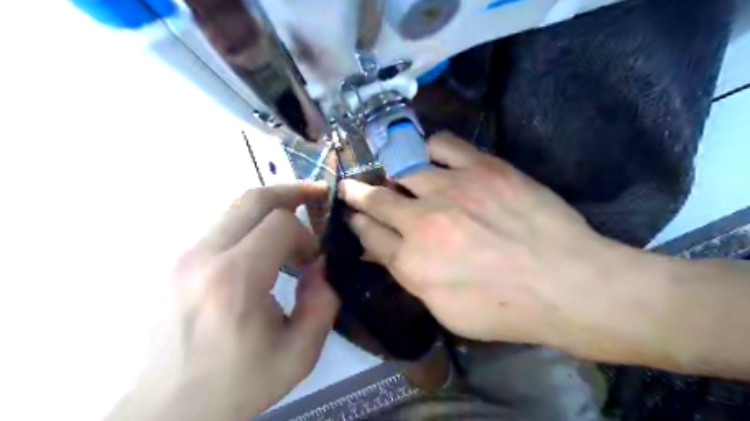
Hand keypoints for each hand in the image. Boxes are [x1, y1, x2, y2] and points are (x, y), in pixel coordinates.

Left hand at [106, 185, 336, 420]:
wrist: (168, 409)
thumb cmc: (238, 384)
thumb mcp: (299, 354)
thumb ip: (322, 303)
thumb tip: (318, 265)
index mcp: (234, 281)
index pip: (280, 224)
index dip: (306, 235)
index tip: (312, 260)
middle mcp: (203, 257)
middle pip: (253, 198)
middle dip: (292, 192)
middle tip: (317, 194)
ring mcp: (184, 256)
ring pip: (235, 207)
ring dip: (271, 208)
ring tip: (295, 220)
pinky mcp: (177, 262)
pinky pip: (222, 225)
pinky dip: (251, 223)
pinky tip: (265, 244)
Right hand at [340, 132, 621, 346]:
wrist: (566, 284)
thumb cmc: (505, 308)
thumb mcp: (445, 310)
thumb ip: (409, 277)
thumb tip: (384, 252)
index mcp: (411, 263)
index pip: (369, 235)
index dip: (357, 224)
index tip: (353, 216)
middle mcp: (422, 222)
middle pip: (376, 199)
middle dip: (358, 194)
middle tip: (351, 188)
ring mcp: (451, 189)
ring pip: (403, 169)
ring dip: (393, 174)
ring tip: (398, 175)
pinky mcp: (482, 168)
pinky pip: (442, 144)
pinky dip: (430, 149)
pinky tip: (431, 157)